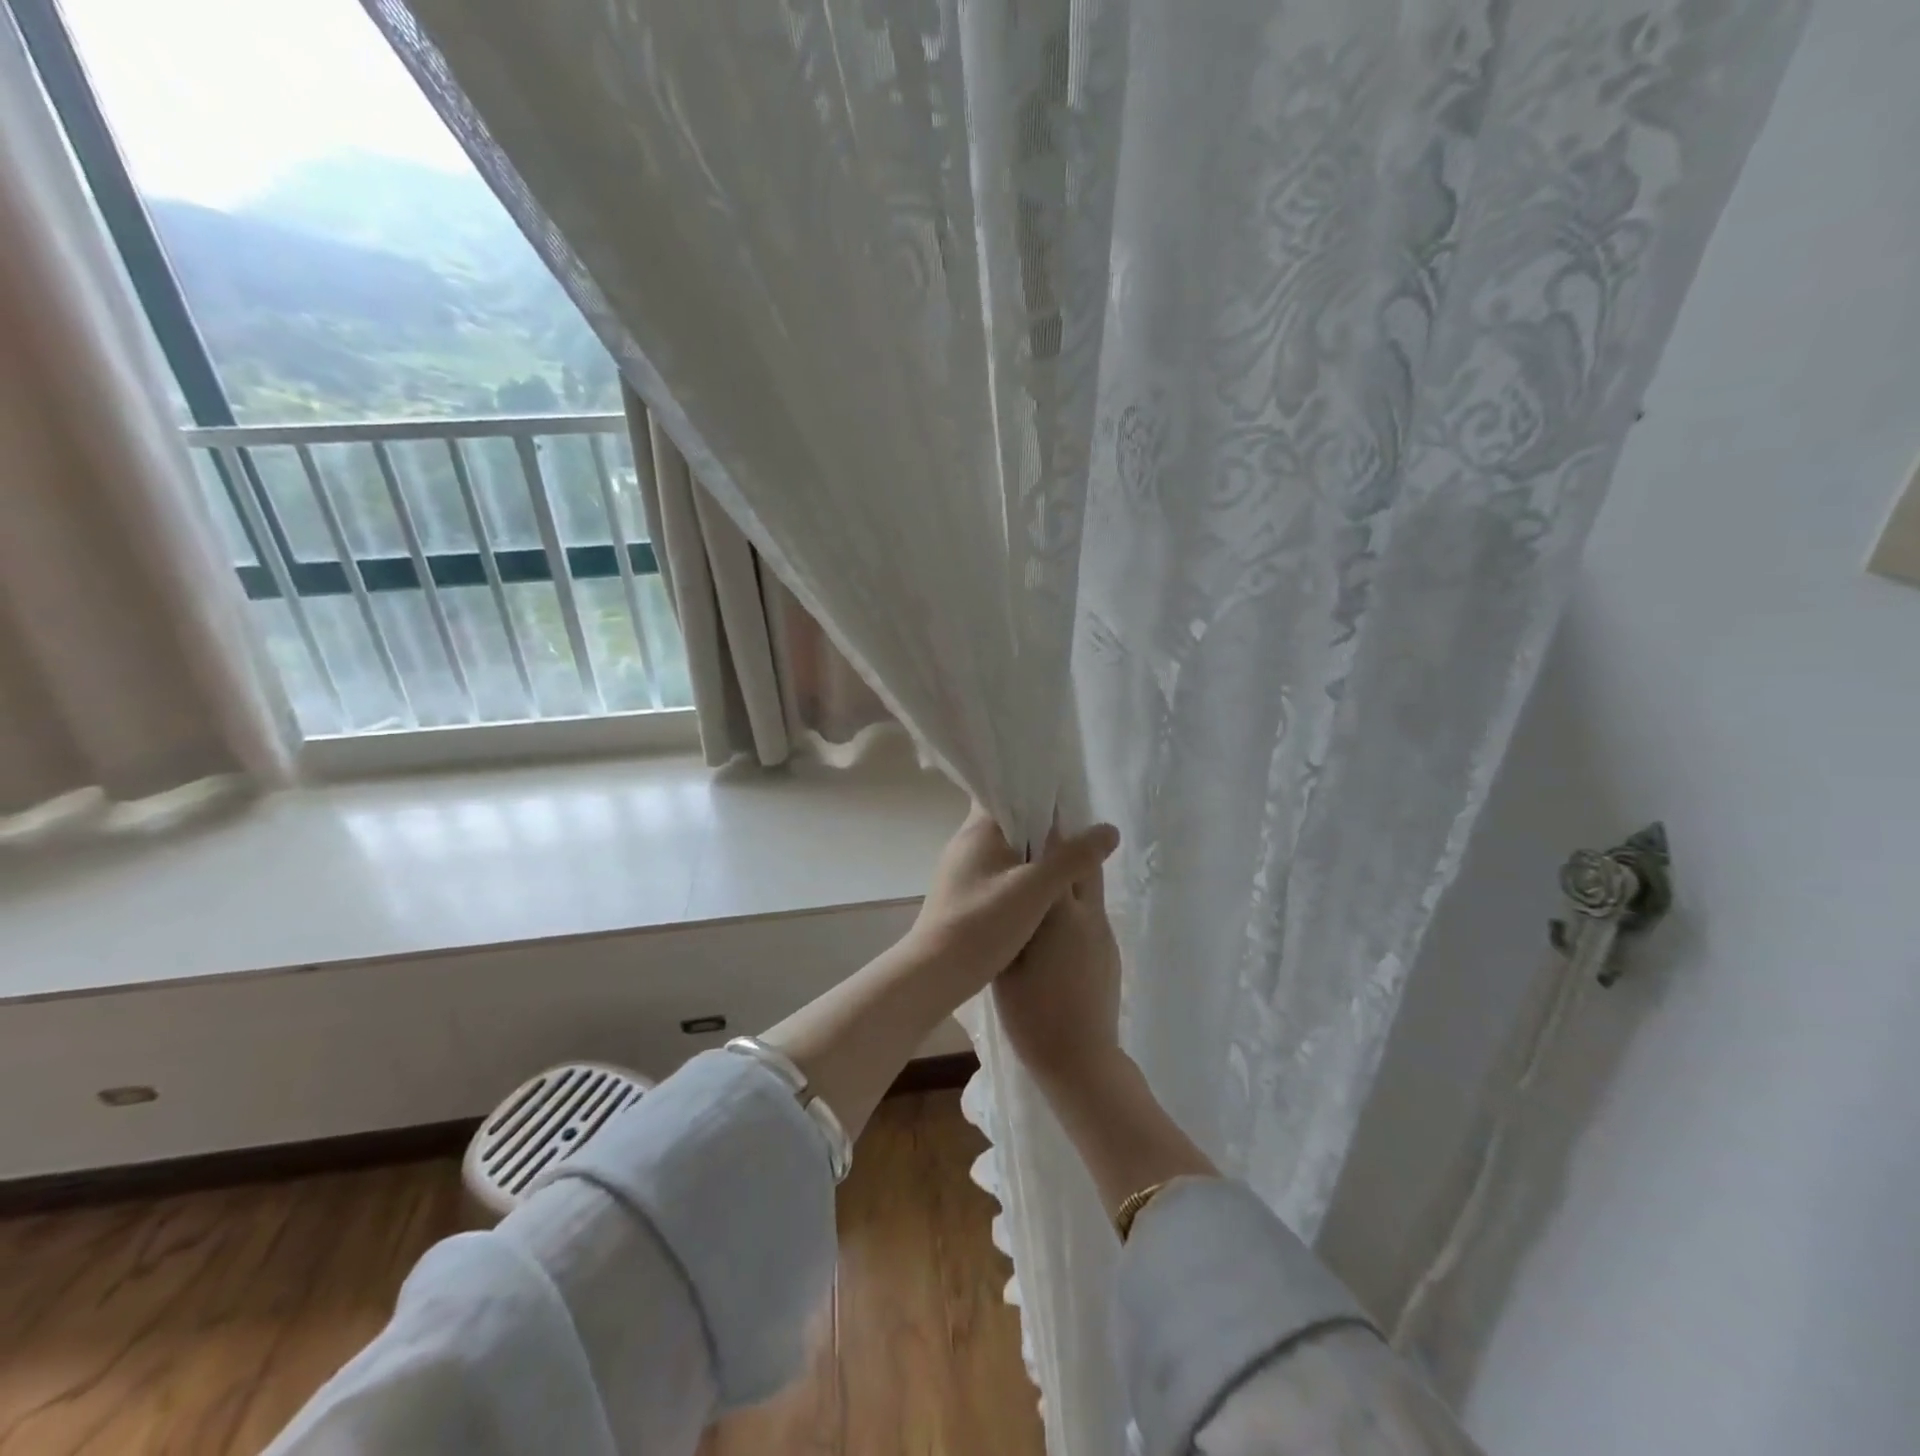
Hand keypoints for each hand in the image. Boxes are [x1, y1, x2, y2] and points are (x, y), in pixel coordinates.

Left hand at [905, 805, 1118, 995]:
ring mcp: (960, 870)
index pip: (1006, 792)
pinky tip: (1042, 893)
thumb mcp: (1036, 890)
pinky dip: (1020, 876)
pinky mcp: (962, 895)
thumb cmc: (982, 923)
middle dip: (1042, 826)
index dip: (1036, 792)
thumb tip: (1109, 830)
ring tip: (1067, 861)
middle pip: (1009, 821)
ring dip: (1032, 854)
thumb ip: (1073, 858)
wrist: (935, 974)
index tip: (1067, 800)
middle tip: (1077, 833)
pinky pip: (997, 874)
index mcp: (978, 830)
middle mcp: (965, 843)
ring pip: (1004, 850)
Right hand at [991, 825, 1124, 1088]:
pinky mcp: (1110, 949)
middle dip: (1067, 842)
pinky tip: (1054, 918)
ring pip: (1091, 886)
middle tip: (1039, 836)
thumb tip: (1010, 893)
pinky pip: (1092, 911)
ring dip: (1072, 871)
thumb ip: (1012, 921)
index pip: (1057, 855)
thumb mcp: (1008, 962)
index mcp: (1059, 913)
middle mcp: (1089, 913)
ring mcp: (1104, 931)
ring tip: (1042, 874)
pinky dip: (1076, 901)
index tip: (1030, 812)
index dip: (1045, 830)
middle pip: (1085, 861)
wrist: (1081, 1059)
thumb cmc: (1032, 1012)